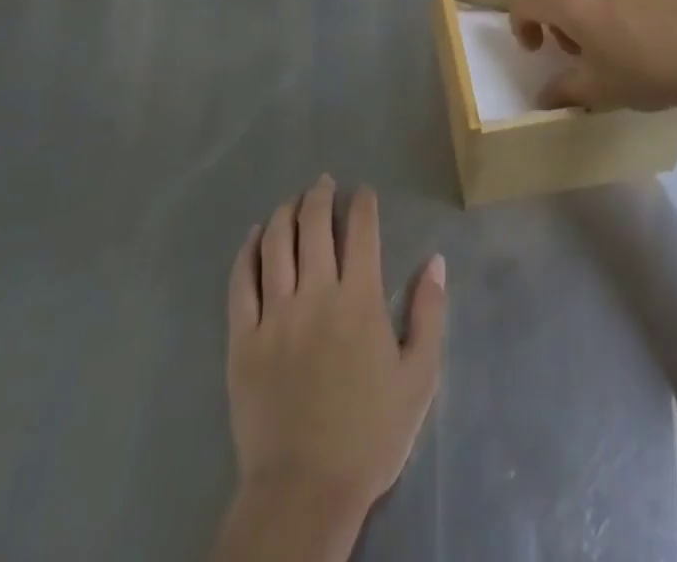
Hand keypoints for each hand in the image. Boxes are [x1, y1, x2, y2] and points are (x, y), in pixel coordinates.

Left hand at [220, 176, 446, 556]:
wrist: (304, 492)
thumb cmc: (370, 435)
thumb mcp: (419, 377)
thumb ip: (429, 313)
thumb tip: (435, 260)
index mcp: (359, 300)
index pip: (361, 230)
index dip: (363, 202)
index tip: (363, 192)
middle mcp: (315, 294)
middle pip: (314, 225)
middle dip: (320, 195)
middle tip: (324, 183)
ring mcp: (274, 314)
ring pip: (276, 243)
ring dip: (286, 213)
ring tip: (294, 201)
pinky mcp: (242, 339)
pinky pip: (241, 281)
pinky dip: (248, 250)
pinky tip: (255, 235)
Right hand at [509, 0, 676, 113]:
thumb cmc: (650, 73)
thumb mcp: (601, 91)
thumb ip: (564, 91)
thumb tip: (544, 97)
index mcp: (574, 4)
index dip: (519, 21)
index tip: (537, 50)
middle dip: (548, 13)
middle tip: (568, 47)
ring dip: (581, 8)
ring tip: (606, 43)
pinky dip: (613, 4)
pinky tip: (642, 35)